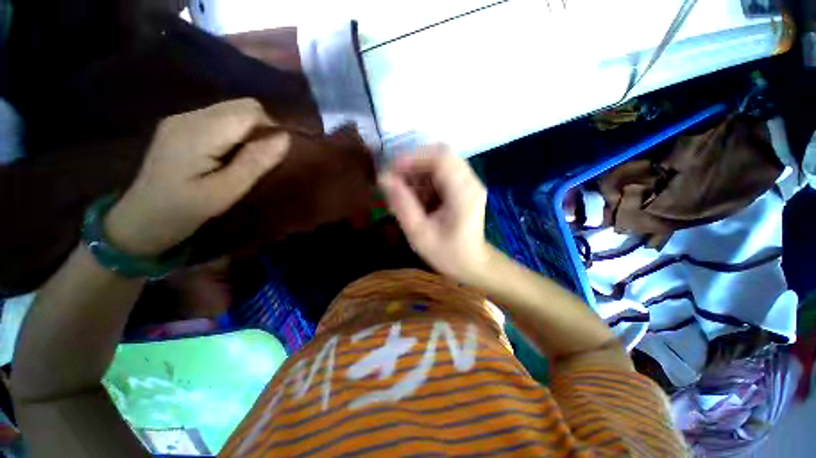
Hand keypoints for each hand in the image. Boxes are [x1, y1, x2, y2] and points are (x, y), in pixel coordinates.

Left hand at [105, 99, 289, 255]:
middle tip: (258, 159)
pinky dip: (234, 133)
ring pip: (232, 110)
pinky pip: (220, 118)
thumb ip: (255, 161)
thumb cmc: (185, 210)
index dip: (270, 129)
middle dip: (261, 129)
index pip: (250, 111)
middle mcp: (189, 116)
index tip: (272, 156)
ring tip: (242, 160)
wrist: (140, 219)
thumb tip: (285, 138)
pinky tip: (226, 155)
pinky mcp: (180, 125)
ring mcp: (182, 118)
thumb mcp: (226, 191)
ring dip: (248, 131)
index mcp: (198, 132)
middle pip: (242, 106)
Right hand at [379, 145, 495, 283]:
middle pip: (441, 155)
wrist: (472, 264)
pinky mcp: (465, 187)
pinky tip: (416, 197)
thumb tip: (383, 178)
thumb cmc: (447, 254)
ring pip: (440, 162)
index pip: (441, 157)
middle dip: (414, 163)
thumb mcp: (420, 235)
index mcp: (464, 193)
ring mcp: (469, 183)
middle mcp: (471, 182)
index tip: (391, 171)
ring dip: (418, 172)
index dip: (413, 157)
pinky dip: (425, 180)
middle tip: (395, 180)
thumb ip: (402, 205)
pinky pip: (442, 173)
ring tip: (403, 192)